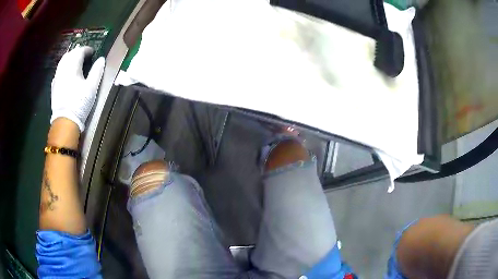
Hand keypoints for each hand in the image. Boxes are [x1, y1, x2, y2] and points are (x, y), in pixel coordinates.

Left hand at [50, 46, 104, 131]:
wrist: (65, 121)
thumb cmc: (79, 103)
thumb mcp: (91, 87)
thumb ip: (97, 71)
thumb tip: (101, 59)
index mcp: (72, 66)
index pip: (80, 51)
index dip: (87, 50)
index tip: (93, 53)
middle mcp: (63, 69)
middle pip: (70, 54)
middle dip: (78, 52)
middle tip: (85, 56)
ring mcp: (57, 77)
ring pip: (63, 61)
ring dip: (70, 58)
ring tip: (76, 62)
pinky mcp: (54, 86)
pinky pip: (59, 70)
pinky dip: (64, 67)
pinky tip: (67, 73)